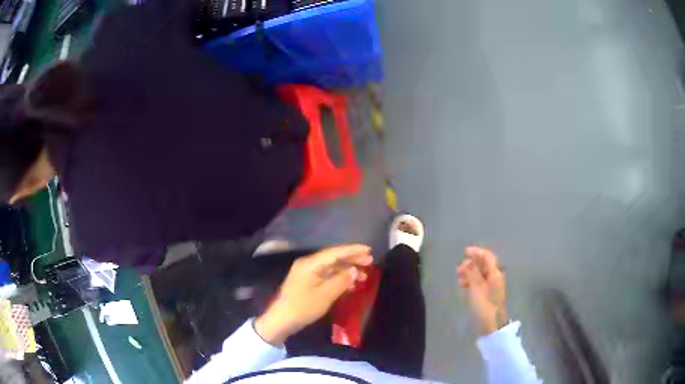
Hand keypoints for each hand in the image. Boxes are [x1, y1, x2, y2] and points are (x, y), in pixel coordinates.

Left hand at [255, 244, 372, 344]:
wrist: (281, 320)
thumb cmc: (303, 307)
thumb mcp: (325, 295)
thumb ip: (341, 280)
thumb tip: (354, 270)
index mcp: (310, 264)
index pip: (335, 252)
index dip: (353, 250)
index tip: (369, 249)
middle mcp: (308, 264)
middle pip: (333, 258)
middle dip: (352, 259)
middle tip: (370, 262)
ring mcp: (307, 274)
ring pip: (331, 268)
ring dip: (347, 270)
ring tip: (364, 276)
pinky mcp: (307, 283)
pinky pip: (326, 276)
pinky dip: (339, 279)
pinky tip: (351, 285)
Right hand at [457, 246, 507, 334]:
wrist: (491, 325)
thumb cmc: (484, 305)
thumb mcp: (476, 288)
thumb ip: (473, 273)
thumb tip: (469, 260)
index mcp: (495, 273)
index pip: (487, 257)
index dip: (476, 252)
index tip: (464, 252)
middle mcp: (495, 277)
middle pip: (483, 265)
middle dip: (471, 264)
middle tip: (458, 269)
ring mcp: (492, 286)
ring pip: (480, 274)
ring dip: (469, 273)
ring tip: (458, 278)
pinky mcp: (487, 294)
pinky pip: (479, 282)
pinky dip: (471, 281)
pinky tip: (463, 286)